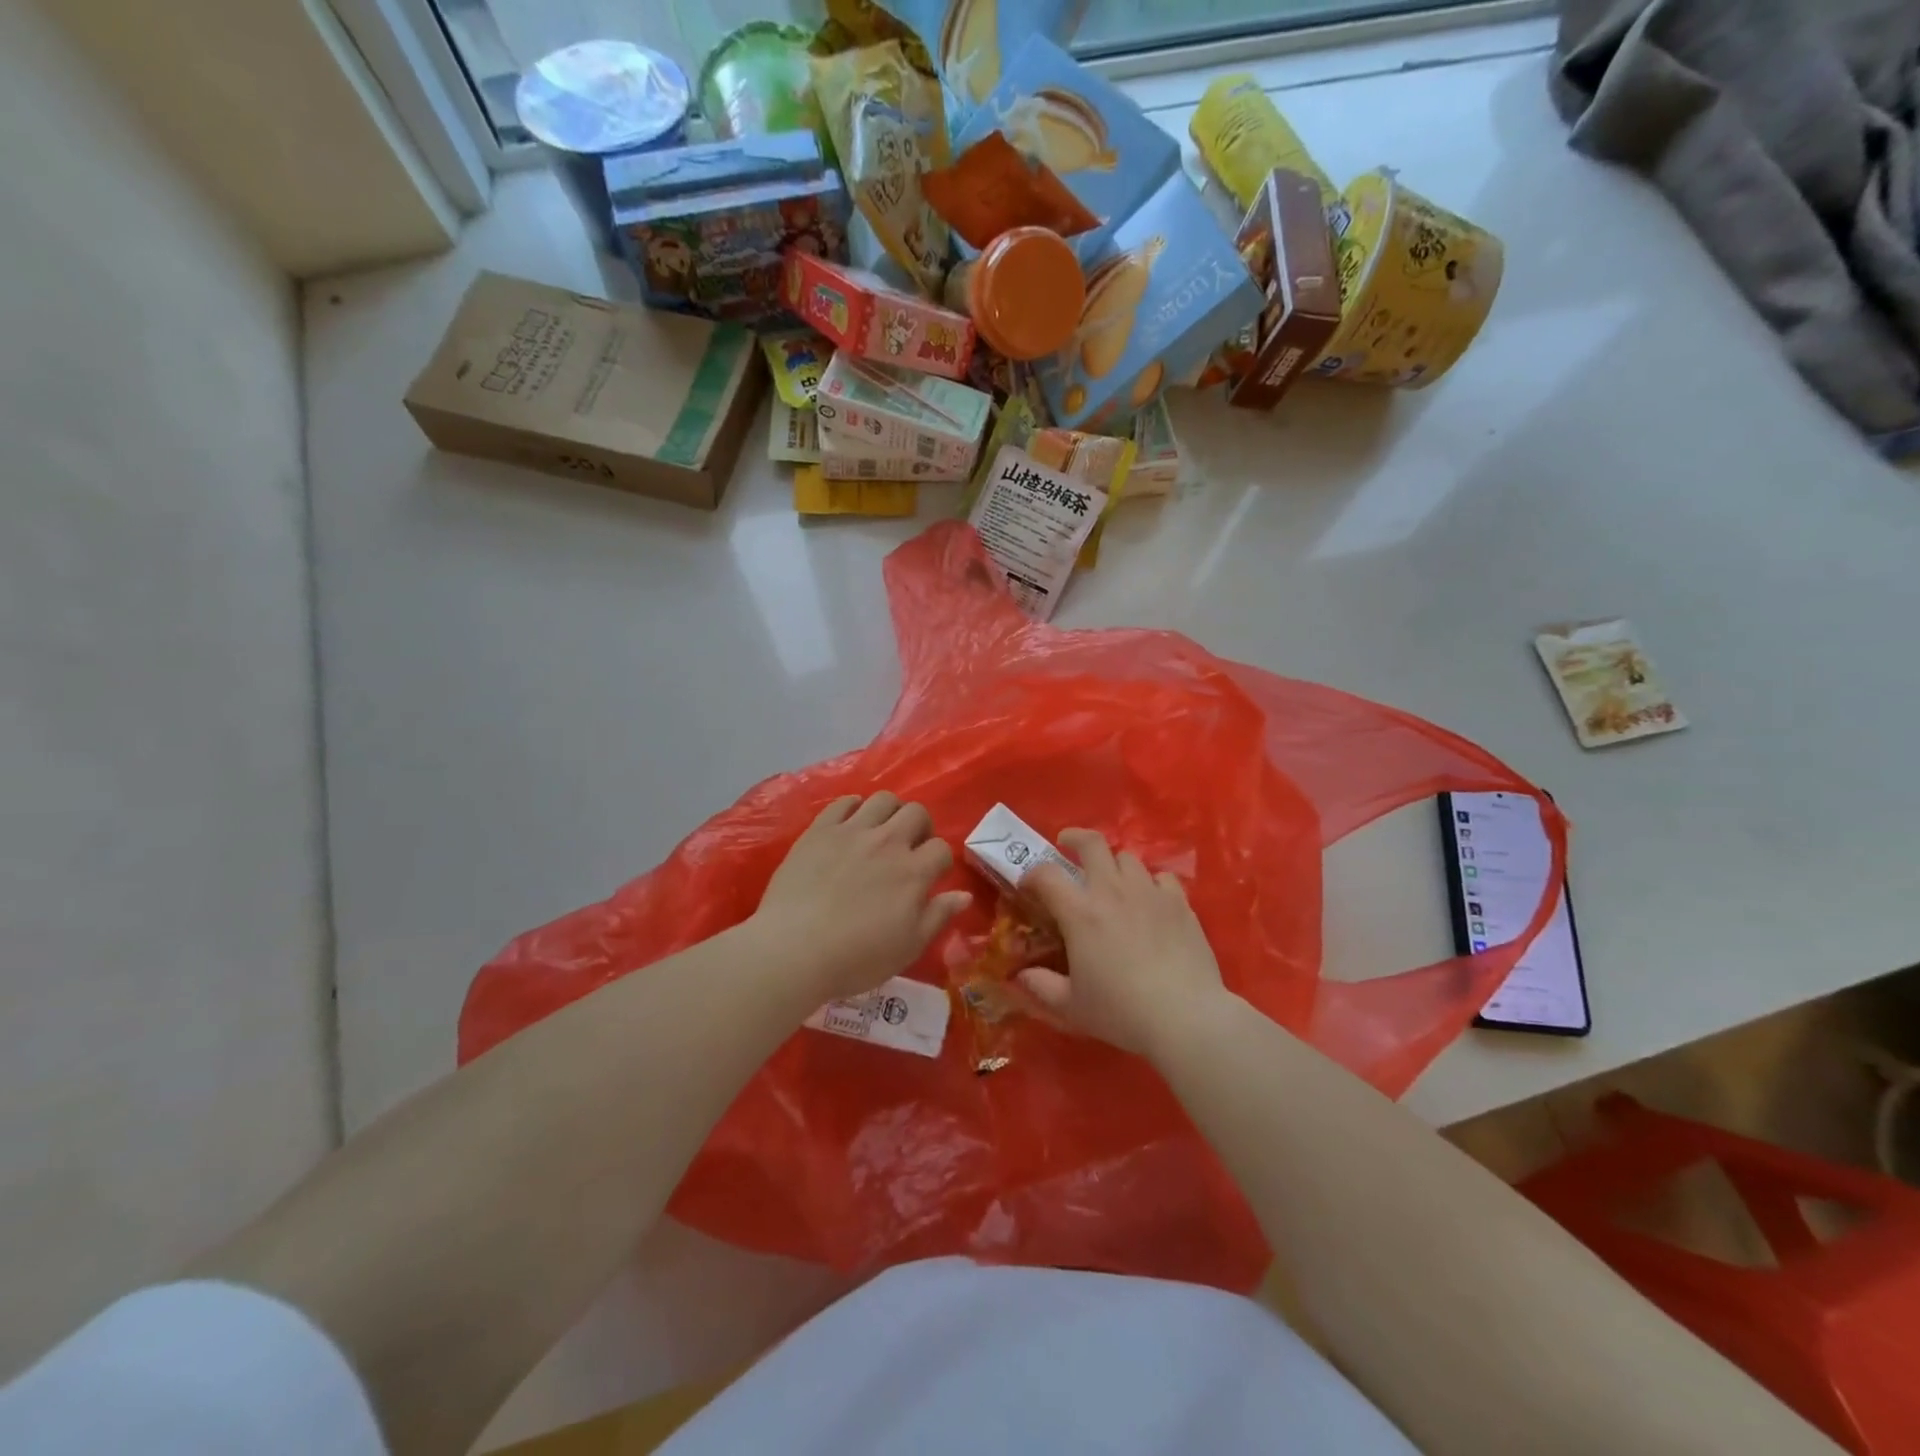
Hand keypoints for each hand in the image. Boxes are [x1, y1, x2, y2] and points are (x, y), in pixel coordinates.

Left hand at [753, 792, 970, 1003]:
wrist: (794, 950)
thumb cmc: (856, 957)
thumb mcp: (908, 947)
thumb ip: (938, 916)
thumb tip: (964, 894)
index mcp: (914, 871)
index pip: (941, 848)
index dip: (940, 861)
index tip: (930, 875)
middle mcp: (888, 842)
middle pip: (916, 812)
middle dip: (920, 826)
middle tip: (909, 847)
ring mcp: (852, 832)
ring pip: (883, 799)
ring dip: (890, 811)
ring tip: (881, 830)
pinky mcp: (820, 830)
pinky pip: (843, 802)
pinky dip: (853, 807)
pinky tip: (850, 824)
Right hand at [1018, 828, 1225, 1058]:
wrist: (1185, 1016)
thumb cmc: (1122, 1011)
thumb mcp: (1072, 1006)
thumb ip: (1042, 986)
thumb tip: (1021, 976)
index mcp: (1080, 912)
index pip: (1046, 874)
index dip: (1032, 874)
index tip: (1029, 886)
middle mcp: (1112, 891)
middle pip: (1092, 843)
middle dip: (1075, 839)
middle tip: (1068, 847)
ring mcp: (1149, 892)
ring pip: (1128, 857)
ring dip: (1114, 864)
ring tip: (1112, 881)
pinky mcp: (1179, 902)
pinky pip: (1161, 877)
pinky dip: (1151, 883)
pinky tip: (1150, 900)